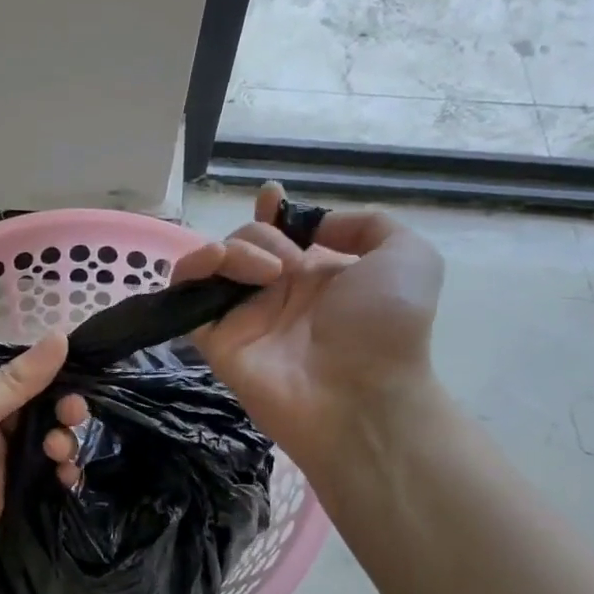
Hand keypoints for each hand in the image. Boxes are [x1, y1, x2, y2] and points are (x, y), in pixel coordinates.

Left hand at [0, 333, 67, 580]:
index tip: (83, 376)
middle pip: (41, 411)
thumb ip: (12, 383)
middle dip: (64, 410)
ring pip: (45, 445)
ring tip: (61, 452)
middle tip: (73, 416)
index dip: (54, 376)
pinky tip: (69, 477)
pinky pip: (41, 482)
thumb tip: (61, 337)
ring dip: (64, 443)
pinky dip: (60, 478)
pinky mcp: (3, 498)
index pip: (24, 377)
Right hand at [49, 183, 442, 483]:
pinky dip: (190, 270)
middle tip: (288, 265)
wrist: (362, 395)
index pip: (281, 235)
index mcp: (318, 275)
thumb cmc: (387, 326)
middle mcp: (278, 293)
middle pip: (245, 242)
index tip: (271, 198)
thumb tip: (313, 227)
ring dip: (234, 250)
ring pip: (215, 263)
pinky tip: (215, 265)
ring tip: (266, 273)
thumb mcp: (407, 256)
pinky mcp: (216, 340)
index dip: (271, 213)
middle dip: (260, 235)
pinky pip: (187, 297)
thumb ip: (366, 224)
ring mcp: (245, 317)